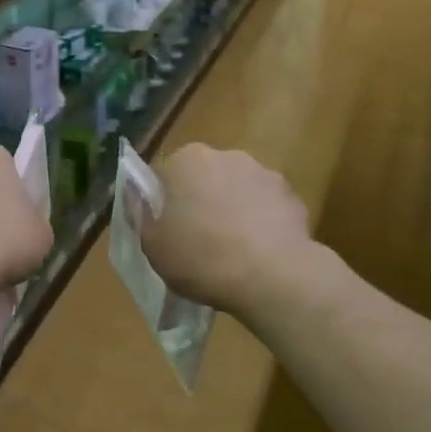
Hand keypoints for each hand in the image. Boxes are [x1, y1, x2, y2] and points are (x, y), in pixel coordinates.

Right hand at [140, 144, 310, 315]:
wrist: (272, 276)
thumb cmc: (201, 258)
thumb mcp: (152, 246)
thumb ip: (141, 216)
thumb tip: (139, 198)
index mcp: (186, 160)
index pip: (165, 175)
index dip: (163, 203)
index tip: (167, 230)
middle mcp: (225, 155)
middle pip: (204, 178)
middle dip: (200, 201)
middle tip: (197, 240)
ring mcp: (264, 173)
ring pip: (237, 190)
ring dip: (232, 209)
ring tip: (232, 250)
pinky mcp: (292, 196)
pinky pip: (266, 207)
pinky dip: (261, 223)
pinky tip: (258, 253)